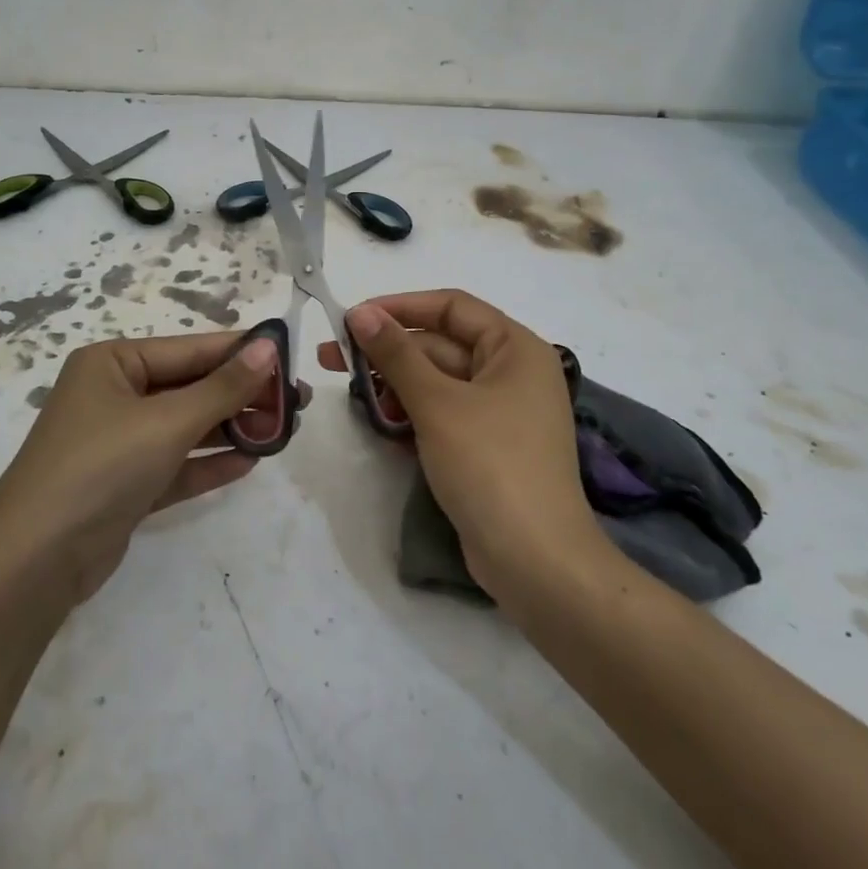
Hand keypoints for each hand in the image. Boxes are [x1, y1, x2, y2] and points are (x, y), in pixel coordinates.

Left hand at [0, 333, 305, 604]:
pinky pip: (175, 464)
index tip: (291, 356)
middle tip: (298, 403)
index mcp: (113, 363)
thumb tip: (269, 346)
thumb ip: (222, 387)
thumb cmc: (100, 466)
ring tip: (283, 431)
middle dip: (241, 396)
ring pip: (186, 427)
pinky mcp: (125, 484)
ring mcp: (118, 442)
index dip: (242, 353)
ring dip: (230, 429)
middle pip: (191, 388)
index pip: (191, 349)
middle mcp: (114, 395)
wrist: (34, 562)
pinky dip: (208, 463)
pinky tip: (249, 462)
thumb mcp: (167, 421)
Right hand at [316, 289, 606, 603]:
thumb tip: (360, 313)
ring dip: (395, 384)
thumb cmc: (490, 465)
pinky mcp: (487, 447)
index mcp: (515, 348)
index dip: (400, 307)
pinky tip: (378, 421)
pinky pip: (444, 414)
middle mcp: (512, 372)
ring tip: (348, 392)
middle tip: (331, 358)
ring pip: (438, 382)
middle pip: (441, 345)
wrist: (536, 562)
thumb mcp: (437, 403)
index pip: (452, 307)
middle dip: (388, 351)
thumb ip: (397, 354)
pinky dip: (412, 413)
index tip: (352, 318)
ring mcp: (501, 413)